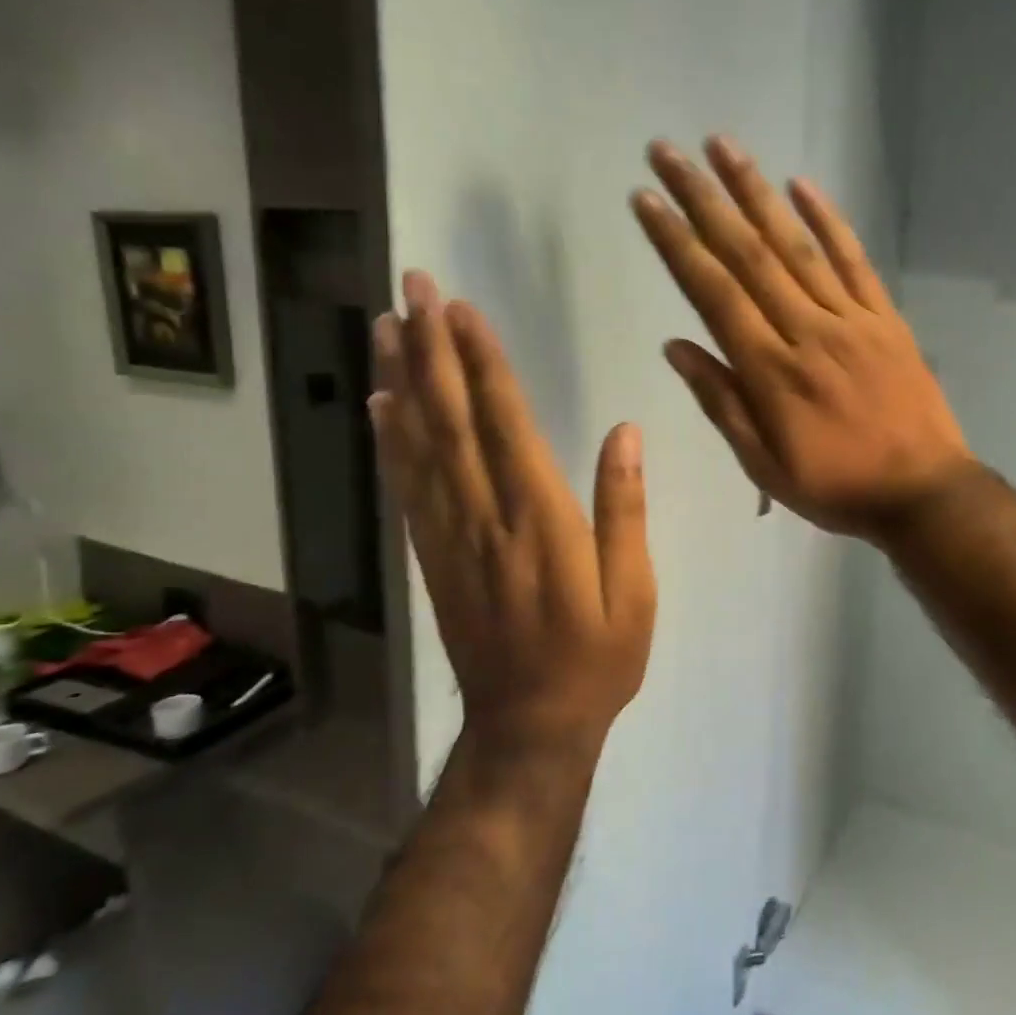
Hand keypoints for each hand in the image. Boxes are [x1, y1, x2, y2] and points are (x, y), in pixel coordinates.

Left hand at [370, 272, 656, 762]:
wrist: (528, 726)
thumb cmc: (596, 659)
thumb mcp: (633, 591)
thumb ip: (624, 510)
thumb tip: (624, 433)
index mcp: (539, 520)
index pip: (505, 423)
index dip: (482, 362)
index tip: (463, 308)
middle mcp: (484, 517)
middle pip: (449, 420)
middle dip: (431, 349)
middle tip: (412, 288)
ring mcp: (449, 537)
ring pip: (417, 446)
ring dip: (401, 380)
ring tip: (387, 325)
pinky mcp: (431, 557)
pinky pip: (406, 487)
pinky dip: (389, 439)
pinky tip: (381, 404)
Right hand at [632, 137, 974, 541]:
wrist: (923, 492)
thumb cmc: (836, 487)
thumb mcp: (765, 465)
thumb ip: (721, 402)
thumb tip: (676, 346)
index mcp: (771, 370)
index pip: (713, 292)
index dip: (676, 243)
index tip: (646, 199)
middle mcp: (807, 330)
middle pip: (748, 254)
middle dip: (703, 199)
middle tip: (668, 151)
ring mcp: (851, 318)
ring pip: (796, 244)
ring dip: (757, 192)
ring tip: (724, 146)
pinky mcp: (886, 317)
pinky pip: (854, 260)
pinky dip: (828, 220)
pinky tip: (802, 185)